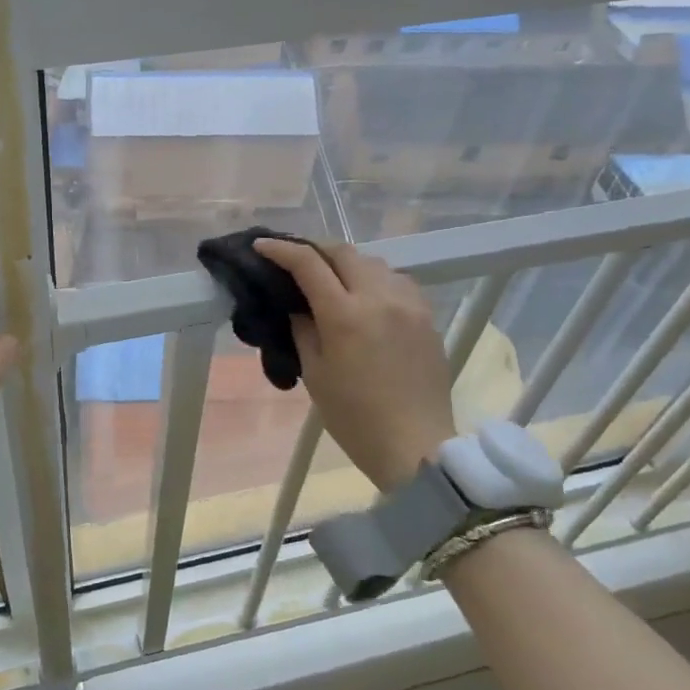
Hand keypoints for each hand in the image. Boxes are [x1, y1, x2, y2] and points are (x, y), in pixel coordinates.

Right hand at [255, 238, 455, 492]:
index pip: (308, 264)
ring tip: (332, 278)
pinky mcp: (427, 316)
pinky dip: (375, 279)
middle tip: (296, 260)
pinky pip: (398, 281)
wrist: (414, 443)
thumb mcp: (315, 374)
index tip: (262, 246)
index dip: (281, 250)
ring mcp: (409, 304)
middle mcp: (379, 298)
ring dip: (347, 263)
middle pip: (344, 252)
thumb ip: (304, 330)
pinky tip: (367, 297)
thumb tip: (300, 307)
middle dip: (315, 249)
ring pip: (374, 262)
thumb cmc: (354, 417)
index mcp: (345, 315)